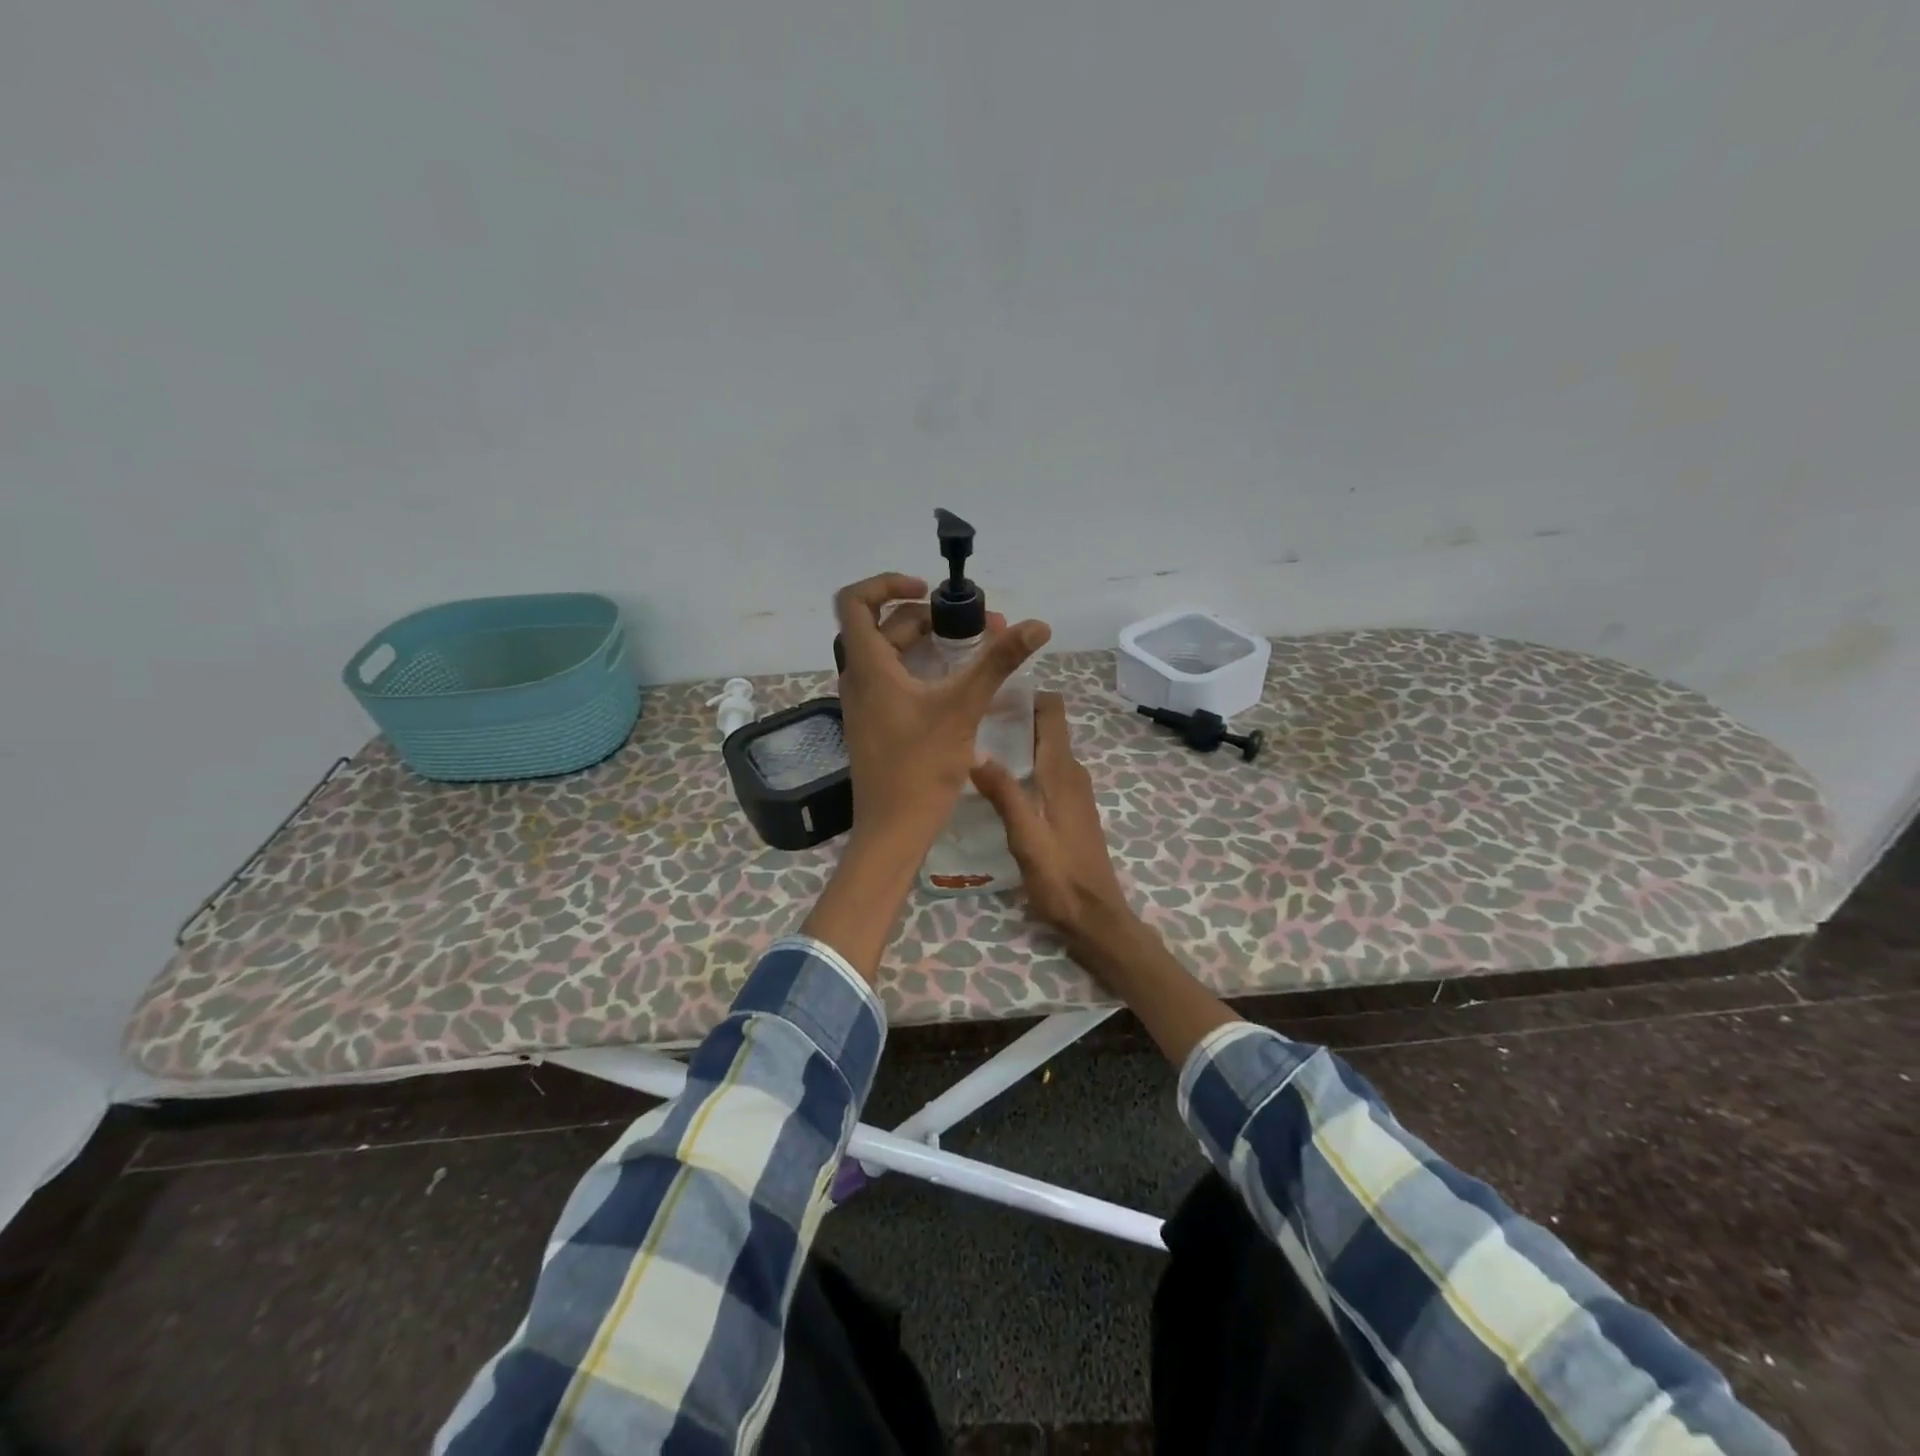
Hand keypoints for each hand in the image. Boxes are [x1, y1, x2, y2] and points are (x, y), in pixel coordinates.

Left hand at [832, 573, 1049, 858]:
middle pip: (887, 627)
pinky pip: (896, 681)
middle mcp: (859, 678)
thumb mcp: (962, 708)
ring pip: (894, 656)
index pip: (856, 601)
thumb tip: (1037, 624)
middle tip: (982, 628)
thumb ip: (997, 662)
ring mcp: (866, 703)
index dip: (887, 583)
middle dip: (933, 619)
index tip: (930, 591)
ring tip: (978, 652)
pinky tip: (960, 686)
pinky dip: (925, 671)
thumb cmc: (920, 767)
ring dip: (932, 646)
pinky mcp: (876, 723)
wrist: (893, 830)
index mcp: (868, 666)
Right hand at [970, 692, 1131, 950]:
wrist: (1095, 918)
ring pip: (1044, 749)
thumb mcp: (1026, 838)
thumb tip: (975, 750)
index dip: (1026, 695)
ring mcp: (1073, 791)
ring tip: (974, 743)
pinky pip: (1045, 770)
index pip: (1052, 712)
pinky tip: (996, 779)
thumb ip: (1004, 794)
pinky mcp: (1069, 809)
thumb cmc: (1061, 879)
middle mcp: (1071, 774)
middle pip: (1045, 727)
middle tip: (969, 719)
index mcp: (1062, 773)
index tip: (989, 694)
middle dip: (1013, 716)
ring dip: (1016, 741)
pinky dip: (1023, 763)